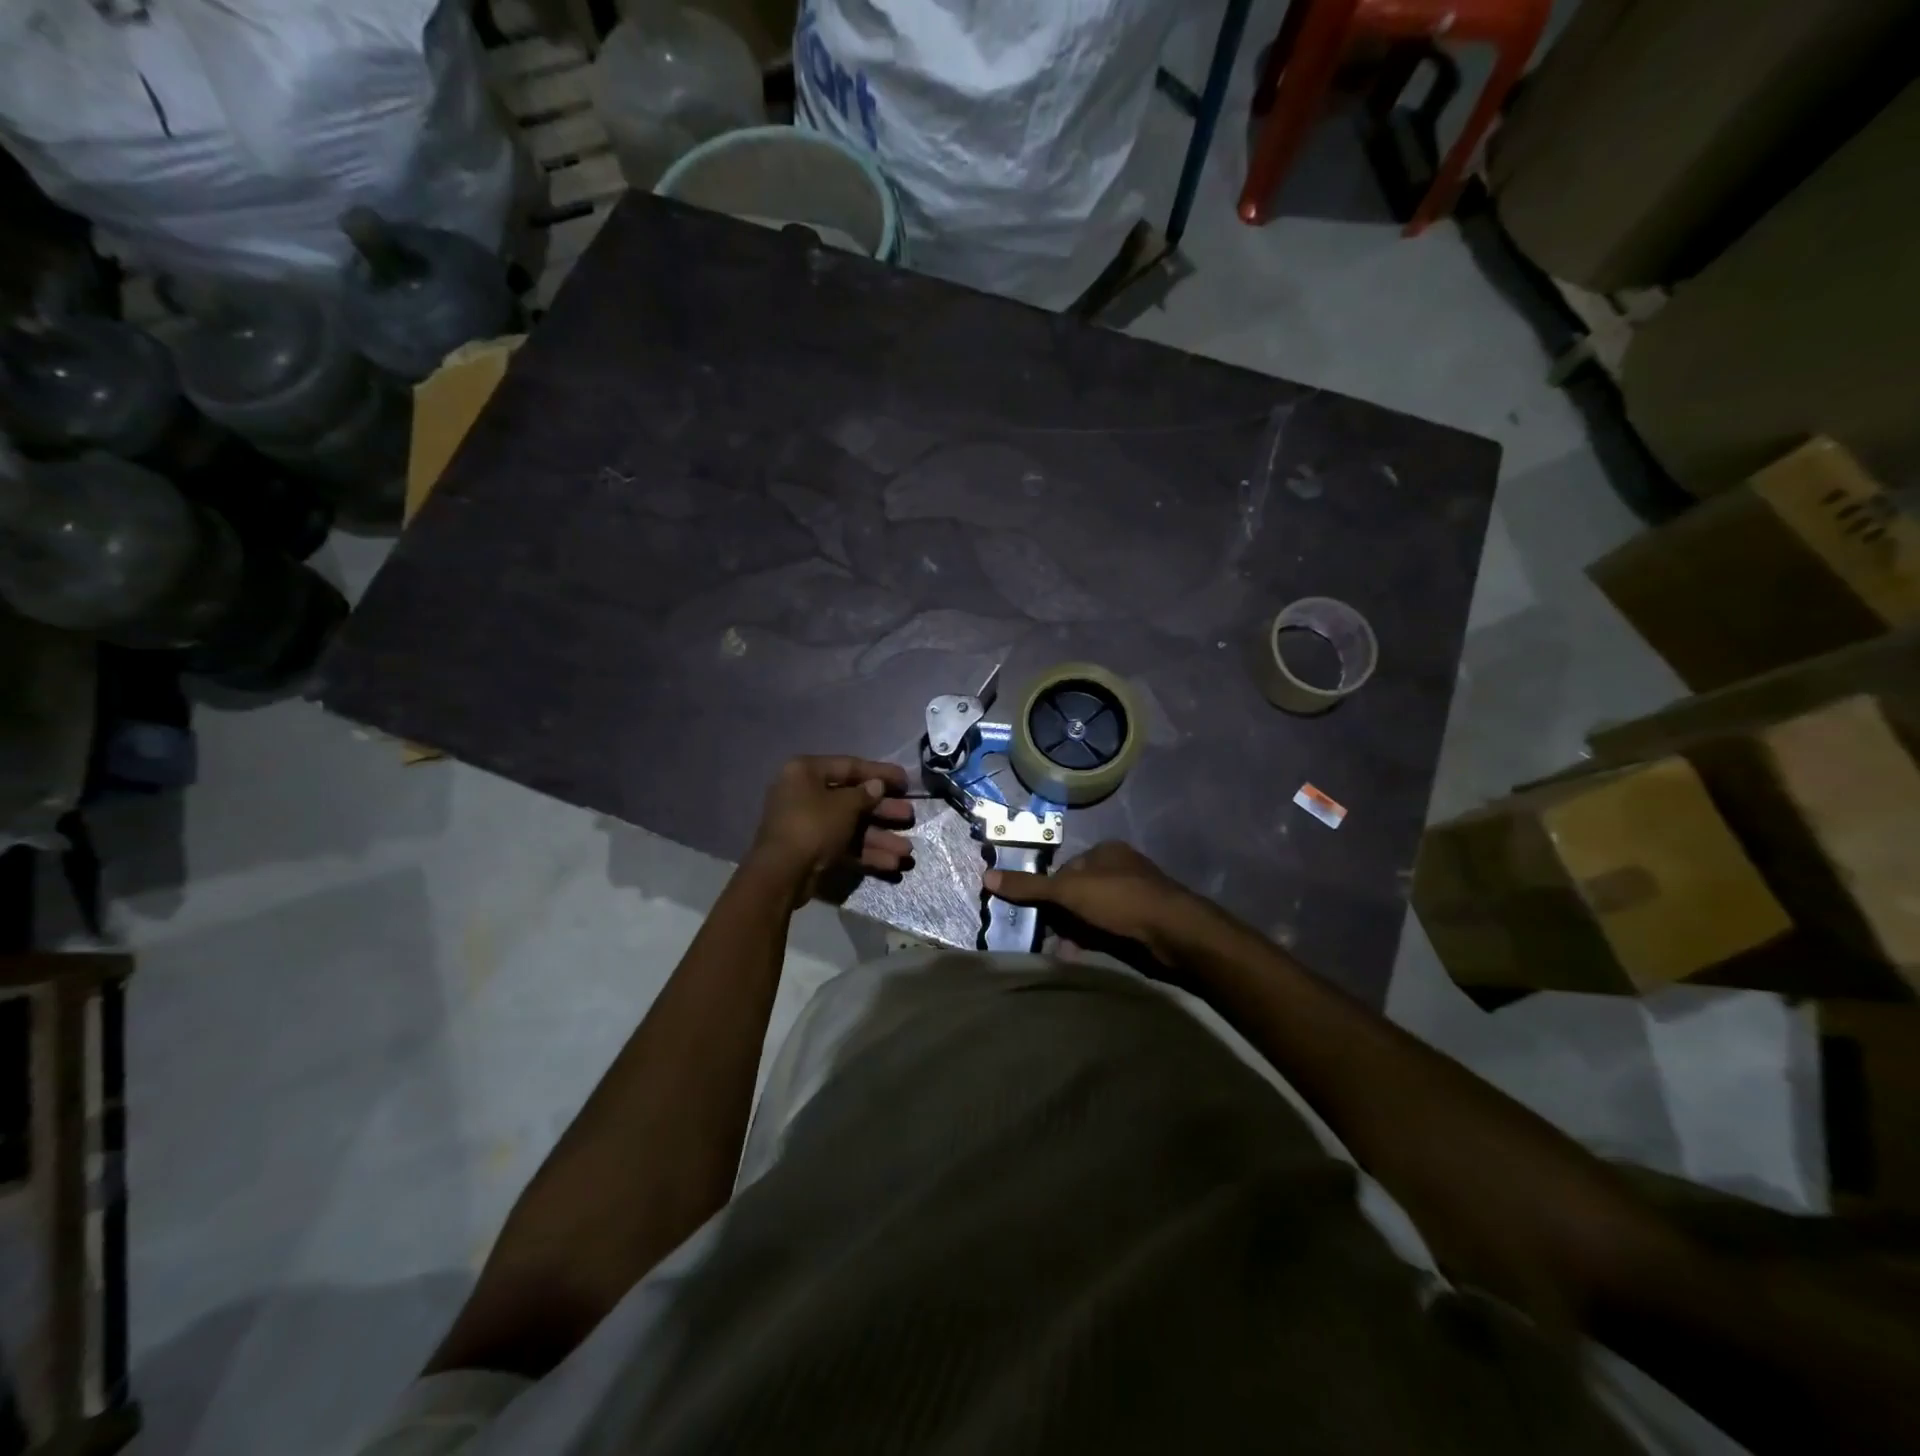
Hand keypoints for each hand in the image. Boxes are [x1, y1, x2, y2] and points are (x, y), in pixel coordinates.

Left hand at [747, 755, 914, 901]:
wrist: (781, 874)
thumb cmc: (813, 825)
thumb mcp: (844, 806)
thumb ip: (865, 794)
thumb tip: (876, 786)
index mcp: (806, 772)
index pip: (850, 766)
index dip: (880, 773)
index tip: (905, 781)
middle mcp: (804, 794)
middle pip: (852, 799)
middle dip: (883, 810)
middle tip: (909, 816)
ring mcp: (807, 824)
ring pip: (851, 826)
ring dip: (880, 837)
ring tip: (907, 850)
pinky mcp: (812, 850)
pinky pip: (843, 846)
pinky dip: (866, 854)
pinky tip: (891, 864)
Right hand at [984, 841, 1206, 962]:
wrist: (1174, 931)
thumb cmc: (1119, 899)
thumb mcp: (1068, 890)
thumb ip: (1029, 886)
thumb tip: (986, 877)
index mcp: (1105, 851)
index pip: (1066, 868)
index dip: (1049, 890)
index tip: (1034, 913)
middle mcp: (1121, 868)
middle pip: (1078, 892)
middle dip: (1061, 915)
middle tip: (1043, 936)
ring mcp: (1135, 896)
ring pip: (1093, 913)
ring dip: (1075, 932)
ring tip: (1059, 951)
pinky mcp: (1144, 922)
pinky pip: (1110, 929)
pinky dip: (1094, 941)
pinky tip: (1081, 957)